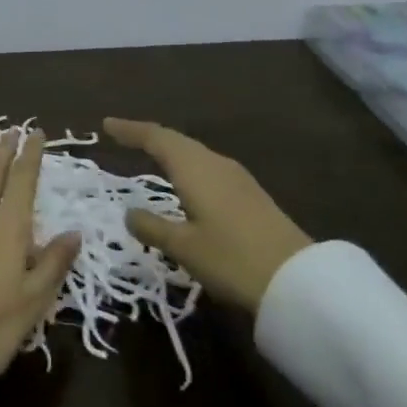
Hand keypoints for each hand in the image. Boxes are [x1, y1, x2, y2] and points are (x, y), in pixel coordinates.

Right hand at [104, 118, 312, 312]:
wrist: (299, 282)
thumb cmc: (232, 259)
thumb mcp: (183, 247)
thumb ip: (152, 227)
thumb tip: (129, 213)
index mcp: (194, 167)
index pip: (155, 138)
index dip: (130, 130)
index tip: (106, 124)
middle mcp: (214, 163)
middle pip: (176, 141)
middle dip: (148, 136)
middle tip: (123, 136)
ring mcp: (236, 178)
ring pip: (194, 153)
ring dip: (169, 150)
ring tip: (150, 154)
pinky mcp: (250, 195)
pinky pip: (207, 167)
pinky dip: (187, 165)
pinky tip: (185, 180)